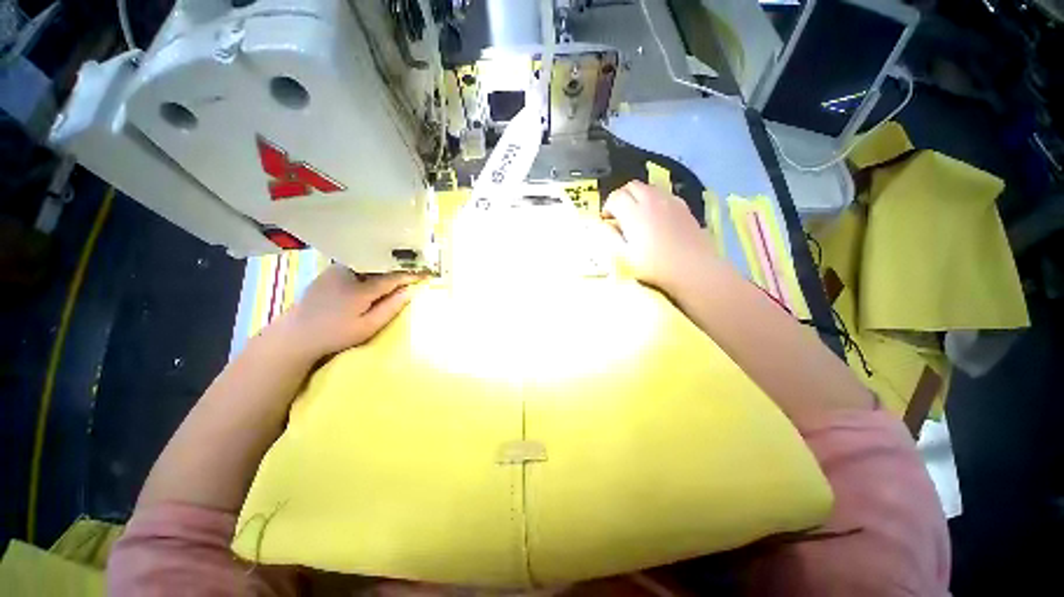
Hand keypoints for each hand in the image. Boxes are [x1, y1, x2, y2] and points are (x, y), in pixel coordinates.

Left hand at [270, 265, 420, 360]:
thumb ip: (390, 308)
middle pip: (380, 264)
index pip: (393, 276)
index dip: (411, 274)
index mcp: (361, 288)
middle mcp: (349, 272)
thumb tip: (409, 292)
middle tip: (417, 266)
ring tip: (400, 266)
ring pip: (368, 262)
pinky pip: (357, 263)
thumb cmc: (335, 334)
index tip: (427, 273)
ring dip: (385, 263)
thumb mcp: (367, 327)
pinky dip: (371, 265)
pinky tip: (377, 270)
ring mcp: (337, 269)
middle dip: (400, 264)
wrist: (296, 334)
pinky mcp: (329, 271)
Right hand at [603, 181, 720, 302]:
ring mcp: (669, 201)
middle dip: (621, 196)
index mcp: (634, 213)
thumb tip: (602, 225)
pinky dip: (653, 199)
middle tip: (619, 214)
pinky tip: (656, 215)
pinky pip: (663, 194)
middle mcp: (651, 201)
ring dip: (637, 195)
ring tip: (636, 214)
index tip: (607, 219)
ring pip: (648, 187)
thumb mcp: (625, 257)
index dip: (608, 206)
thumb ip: (610, 237)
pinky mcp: (683, 206)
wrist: (693, 268)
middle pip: (631, 186)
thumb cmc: (655, 266)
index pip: (615, 197)